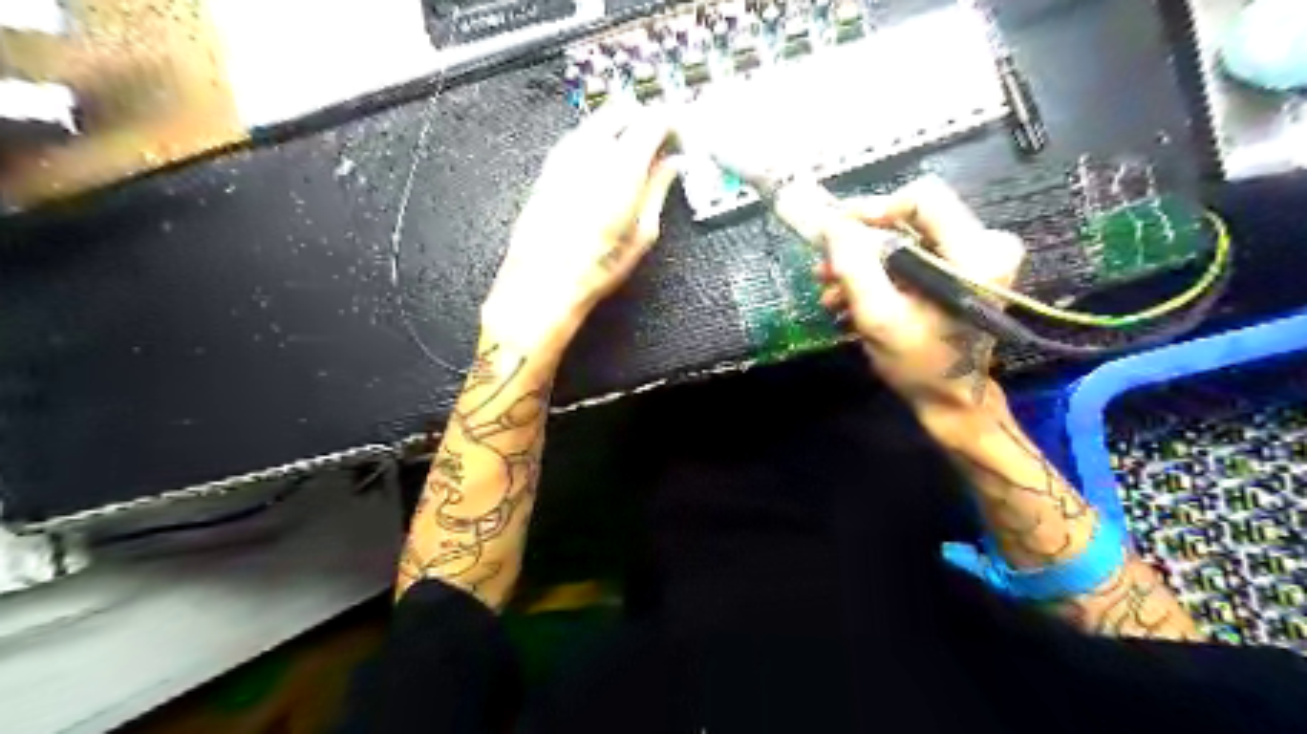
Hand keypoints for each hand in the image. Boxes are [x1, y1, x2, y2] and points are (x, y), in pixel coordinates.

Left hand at [484, 102, 677, 359]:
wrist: (544, 282)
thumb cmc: (592, 267)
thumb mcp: (642, 234)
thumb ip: (658, 191)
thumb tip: (671, 167)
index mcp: (622, 168)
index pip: (653, 119)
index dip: (672, 120)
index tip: (679, 132)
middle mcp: (591, 153)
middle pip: (623, 110)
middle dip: (644, 118)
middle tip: (658, 140)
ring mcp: (565, 156)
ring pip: (597, 120)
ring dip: (619, 127)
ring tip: (633, 153)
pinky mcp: (548, 166)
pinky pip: (577, 137)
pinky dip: (596, 140)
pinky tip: (603, 163)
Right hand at [814, 174, 1020, 412]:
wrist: (950, 400)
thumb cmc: (919, 364)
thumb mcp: (879, 318)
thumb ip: (854, 267)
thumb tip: (831, 225)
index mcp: (976, 253)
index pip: (923, 198)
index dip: (873, 209)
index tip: (836, 232)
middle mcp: (984, 244)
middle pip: (910, 218)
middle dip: (859, 244)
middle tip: (824, 268)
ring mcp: (974, 257)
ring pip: (905, 237)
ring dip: (862, 263)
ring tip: (831, 293)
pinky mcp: (960, 270)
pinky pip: (911, 255)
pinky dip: (877, 274)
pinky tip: (849, 298)